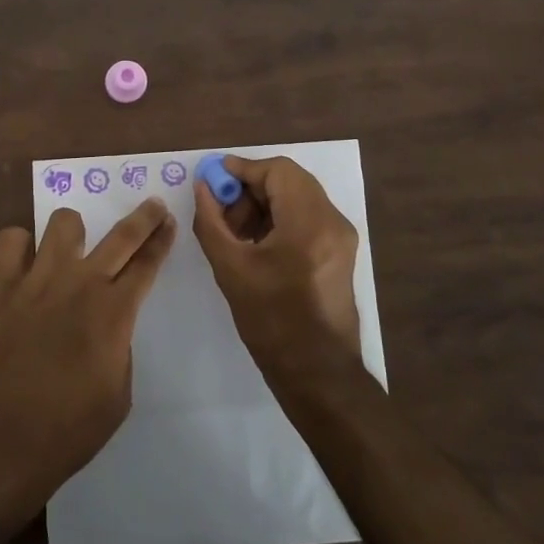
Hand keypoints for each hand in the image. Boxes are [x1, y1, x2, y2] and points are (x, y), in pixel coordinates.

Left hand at [0, 199, 174, 508]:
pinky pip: (9, 241)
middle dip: (143, 217)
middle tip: (153, 205)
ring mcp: (37, 280)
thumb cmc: (67, 431)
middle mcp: (79, 284)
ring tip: (72, 246)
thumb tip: (109, 323)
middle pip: (121, 235)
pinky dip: (20, 245)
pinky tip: (25, 262)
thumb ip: (119, 347)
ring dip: (74, 231)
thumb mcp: (118, 395)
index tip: (168, 222)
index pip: (147, 264)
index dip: (161, 240)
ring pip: (63, 222)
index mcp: (114, 313)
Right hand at [192, 156, 363, 386]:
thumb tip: (202, 187)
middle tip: (221, 208)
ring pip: (298, 196)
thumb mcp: (230, 269)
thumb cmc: (271, 322)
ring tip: (235, 231)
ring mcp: (341, 236)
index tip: (212, 180)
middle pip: (289, 180)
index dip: (242, 169)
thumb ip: (211, 221)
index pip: (277, 170)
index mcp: (309, 223)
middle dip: (251, 187)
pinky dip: (280, 217)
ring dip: (264, 203)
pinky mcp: (340, 251)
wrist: (317, 374)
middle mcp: (332, 221)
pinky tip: (256, 242)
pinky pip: (307, 216)